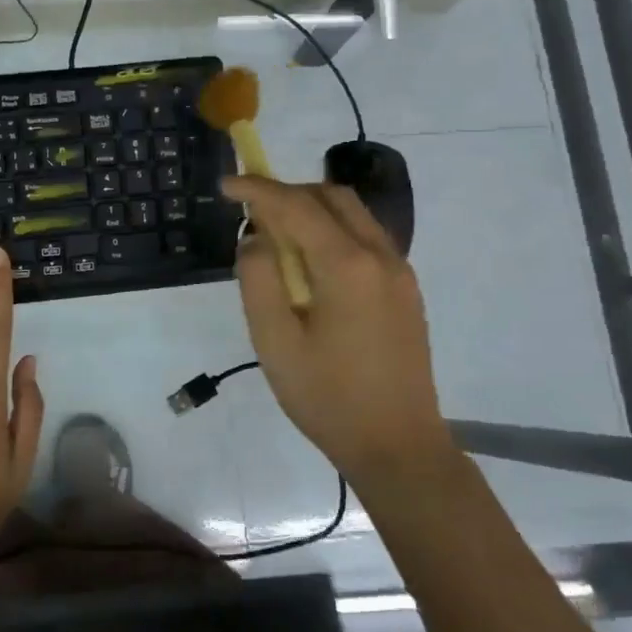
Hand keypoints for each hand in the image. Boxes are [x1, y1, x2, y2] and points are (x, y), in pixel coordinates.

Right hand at [225, 176, 450, 480]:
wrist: (398, 446)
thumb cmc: (328, 397)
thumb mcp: (275, 341)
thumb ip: (258, 279)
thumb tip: (256, 239)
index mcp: (347, 265)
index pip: (296, 206)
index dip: (257, 189)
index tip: (226, 185)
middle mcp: (380, 256)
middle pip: (332, 197)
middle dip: (287, 193)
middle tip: (251, 212)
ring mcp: (400, 272)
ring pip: (353, 214)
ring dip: (312, 210)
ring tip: (276, 237)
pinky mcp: (406, 290)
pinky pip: (366, 238)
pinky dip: (332, 231)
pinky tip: (310, 264)